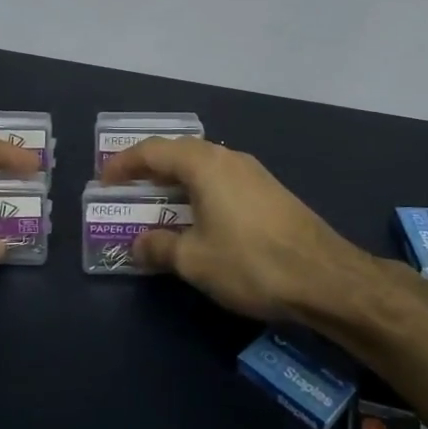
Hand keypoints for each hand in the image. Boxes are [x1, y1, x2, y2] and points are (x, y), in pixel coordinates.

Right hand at [99, 138, 378, 322]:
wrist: (324, 277)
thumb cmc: (250, 262)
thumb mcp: (194, 260)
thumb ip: (159, 247)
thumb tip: (138, 244)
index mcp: (204, 164)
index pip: (153, 151)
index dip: (124, 164)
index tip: (103, 181)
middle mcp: (228, 158)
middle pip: (179, 153)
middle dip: (149, 169)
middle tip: (127, 189)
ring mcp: (254, 173)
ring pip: (203, 167)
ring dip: (176, 181)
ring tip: (157, 203)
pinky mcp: (270, 192)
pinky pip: (222, 181)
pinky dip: (199, 192)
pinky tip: (198, 217)